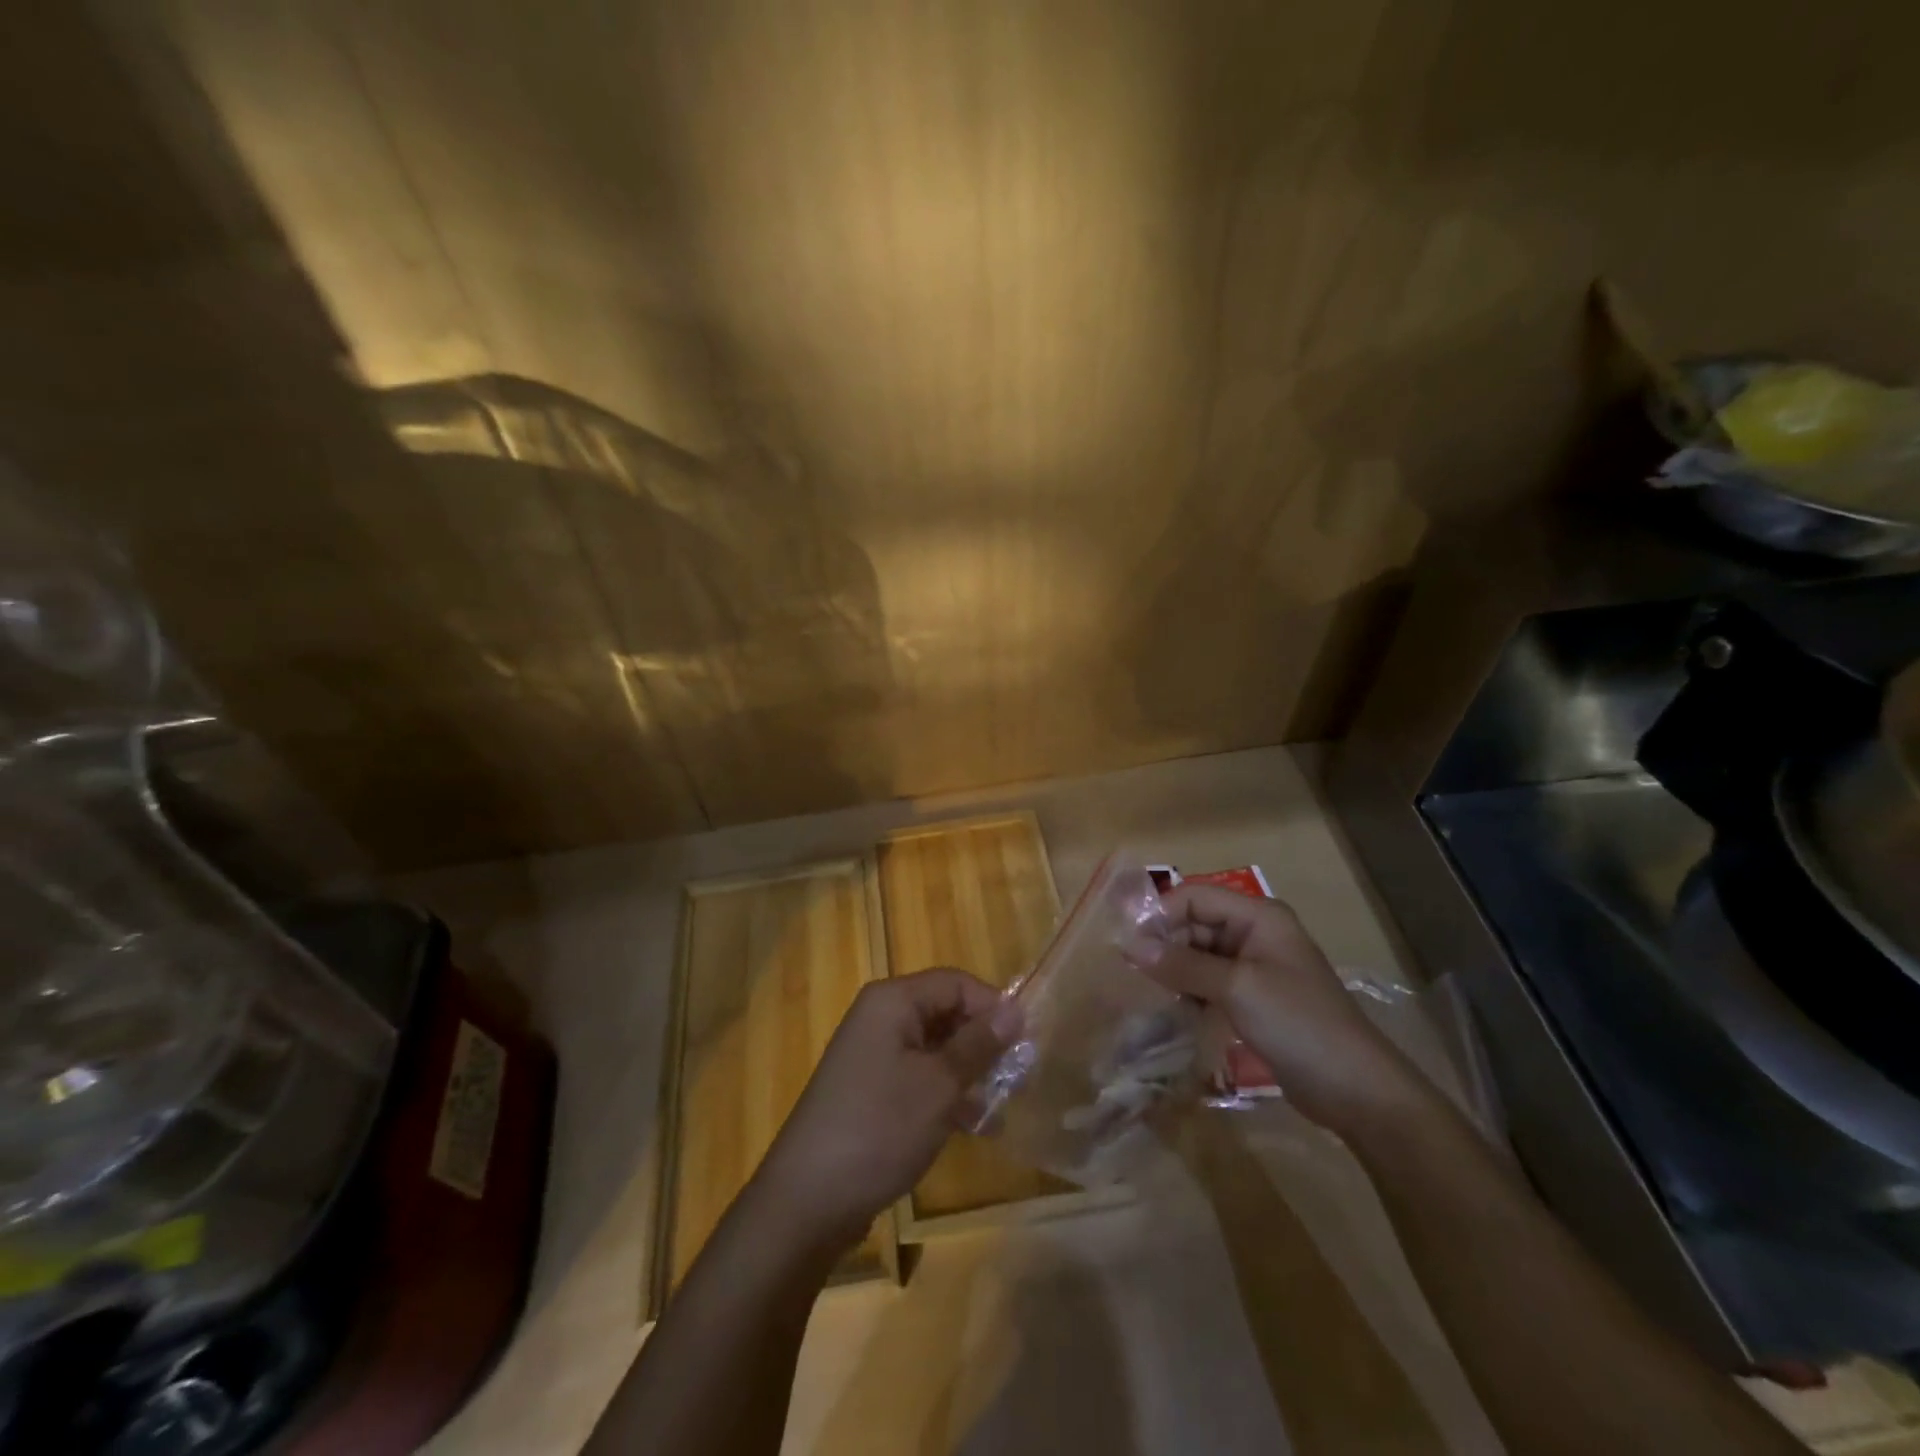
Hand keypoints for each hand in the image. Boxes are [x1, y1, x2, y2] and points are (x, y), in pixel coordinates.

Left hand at [753, 968, 1019, 1252]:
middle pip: (945, 1013)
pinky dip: (947, 1095)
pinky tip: (975, 1127)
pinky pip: (919, 1077)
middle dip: (983, 1043)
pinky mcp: (870, 1091)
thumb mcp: (938, 1085)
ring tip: (1003, 1106)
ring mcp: (873, 1056)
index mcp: (892, 1001)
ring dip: (970, 1073)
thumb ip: (978, 1044)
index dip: (993, 1007)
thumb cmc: (879, 1128)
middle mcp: (880, 1018)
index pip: (955, 983)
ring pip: (935, 1049)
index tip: (1026, 1044)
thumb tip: (1015, 1010)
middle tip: (1020, 1079)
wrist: (806, 1200)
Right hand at [1136, 884, 1422, 1130]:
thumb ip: (1182, 964)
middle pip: (1195, 924)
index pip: (1194, 897)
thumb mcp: (1236, 988)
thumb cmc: (1298, 1024)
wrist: (1356, 1089)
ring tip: (1153, 995)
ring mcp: (1255, 967)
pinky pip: (1210, 981)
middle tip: (1136, 975)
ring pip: (1199, 954)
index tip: (1129, 946)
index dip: (1161, 915)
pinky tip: (1176, 1010)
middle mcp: (1255, 933)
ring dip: (1175, 971)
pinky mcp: (1253, 998)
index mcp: (1258, 916)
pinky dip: (1191, 991)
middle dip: (1165, 945)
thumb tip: (1129, 946)